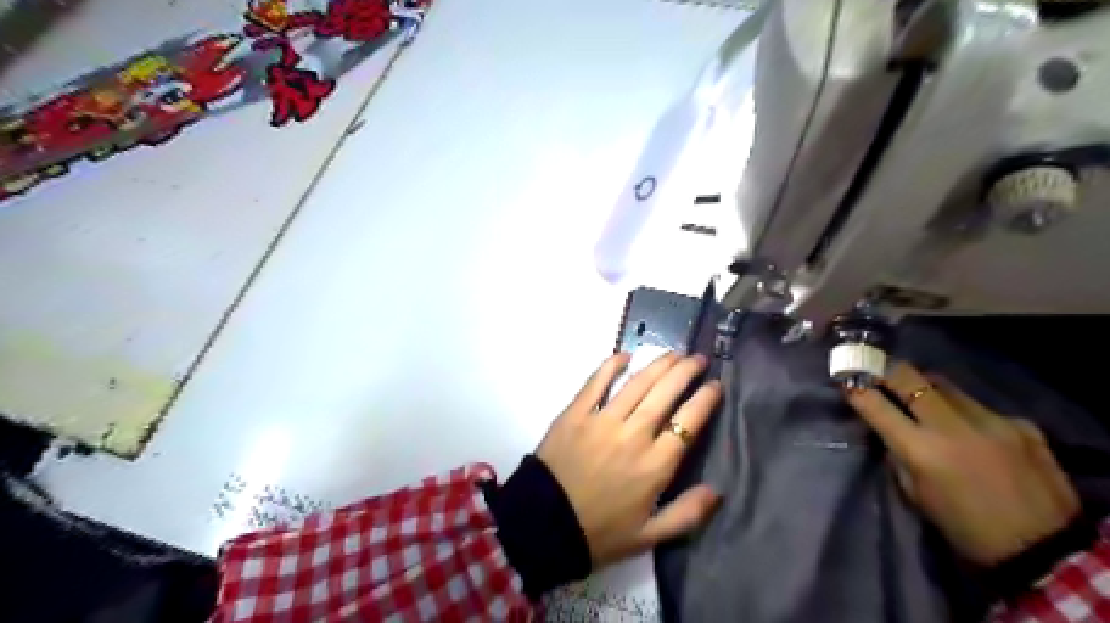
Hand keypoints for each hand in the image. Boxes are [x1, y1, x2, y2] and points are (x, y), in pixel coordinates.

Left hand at [535, 353, 718, 566]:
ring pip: (637, 384)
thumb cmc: (599, 532)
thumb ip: (687, 514)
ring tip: (673, 353)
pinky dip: (611, 366)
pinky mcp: (575, 414)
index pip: (688, 422)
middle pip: (665, 393)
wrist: (543, 526)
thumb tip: (717, 491)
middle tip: (697, 359)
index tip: (715, 385)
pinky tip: (624, 355)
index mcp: (654, 465)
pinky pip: (596, 382)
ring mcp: (602, 420)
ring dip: (658, 365)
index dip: (705, 399)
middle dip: (685, 372)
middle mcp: (633, 435)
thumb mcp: (649, 536)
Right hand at [852, 362, 1075, 566]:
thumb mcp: (915, 493)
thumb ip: (899, 454)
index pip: (876, 404)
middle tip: (876, 370)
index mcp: (921, 450)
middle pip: (909, 377)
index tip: (845, 377)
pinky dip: (965, 413)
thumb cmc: (963, 528)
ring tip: (921, 398)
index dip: (855, 387)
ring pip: (945, 385)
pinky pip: (980, 407)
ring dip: (926, 388)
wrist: (1044, 551)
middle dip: (886, 371)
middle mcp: (953, 426)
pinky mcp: (1021, 425)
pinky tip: (971, 431)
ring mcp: (991, 421)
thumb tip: (888, 428)